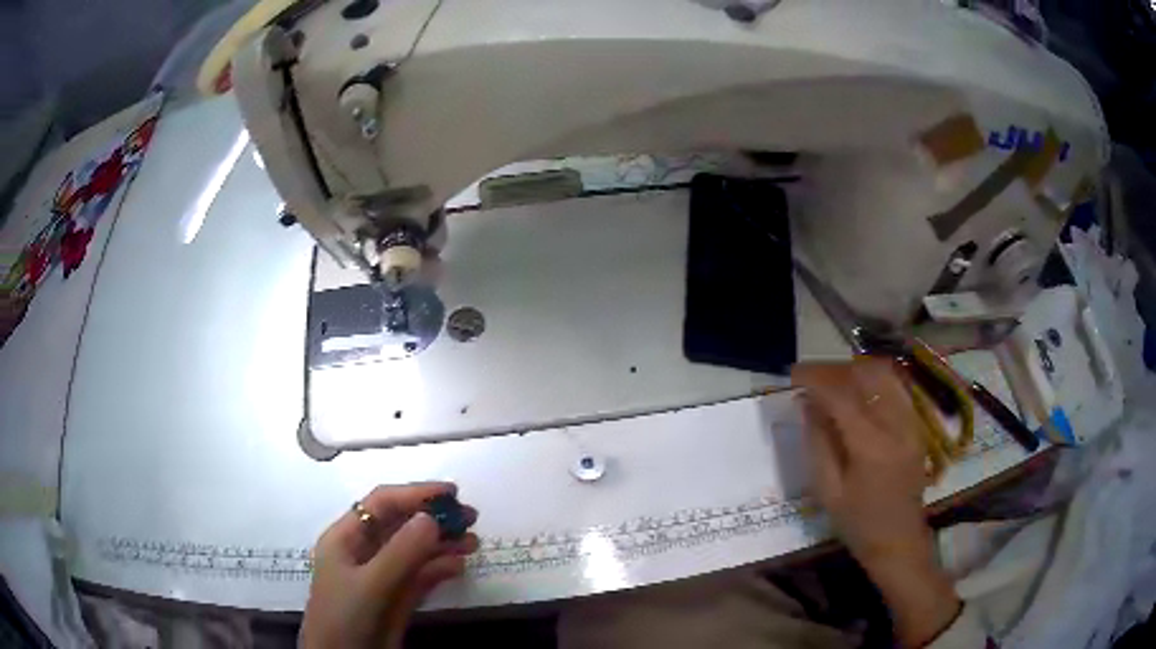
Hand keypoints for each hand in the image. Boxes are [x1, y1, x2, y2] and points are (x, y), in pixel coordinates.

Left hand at [301, 483, 478, 648]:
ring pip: (414, 550)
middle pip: (401, 525)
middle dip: (434, 518)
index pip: (381, 504)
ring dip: (443, 544)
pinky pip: (421, 575)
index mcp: (346, 538)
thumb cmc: (345, 616)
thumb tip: (432, 517)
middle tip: (471, 517)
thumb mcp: (371, 584)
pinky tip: (459, 567)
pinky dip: (440, 568)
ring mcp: (382, 575)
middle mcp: (364, 551)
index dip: (415, 494)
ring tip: (473, 543)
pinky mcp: (396, 597)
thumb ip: (401, 552)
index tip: (452, 492)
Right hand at [793, 358, 960, 646]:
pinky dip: (873, 380)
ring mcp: (912, 422)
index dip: (815, 378)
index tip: (793, 375)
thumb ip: (817, 443)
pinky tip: (858, 391)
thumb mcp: (828, 491)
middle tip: (810, 378)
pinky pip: (895, 387)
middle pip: (866, 375)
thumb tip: (807, 404)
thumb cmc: (858, 523)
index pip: (842, 394)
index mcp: (871, 446)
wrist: (899, 540)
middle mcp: (896, 425)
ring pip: (884, 375)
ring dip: (855, 370)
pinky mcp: (917, 425)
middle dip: (834, 370)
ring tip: (832, 381)